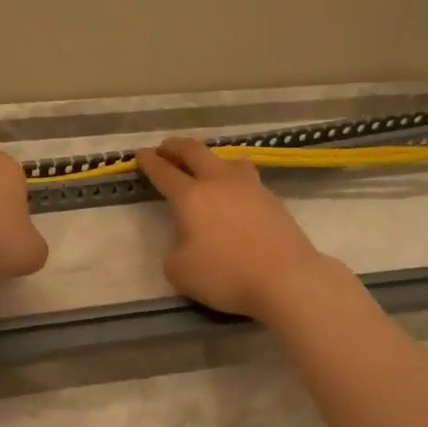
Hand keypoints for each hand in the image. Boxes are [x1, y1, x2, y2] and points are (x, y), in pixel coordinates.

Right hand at [136, 137, 332, 317]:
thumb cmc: (225, 275)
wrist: (286, 279)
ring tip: (206, 166)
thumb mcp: (179, 271)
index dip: (150, 162)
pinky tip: (234, 193)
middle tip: (165, 148)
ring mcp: (250, 187)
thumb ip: (175, 250)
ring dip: (209, 158)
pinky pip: (246, 178)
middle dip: (176, 147)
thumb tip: (186, 240)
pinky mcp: (273, 199)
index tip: (141, 154)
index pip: (164, 172)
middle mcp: (219, 182)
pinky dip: (233, 178)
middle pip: (195, 151)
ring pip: (226, 159)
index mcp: (191, 196)